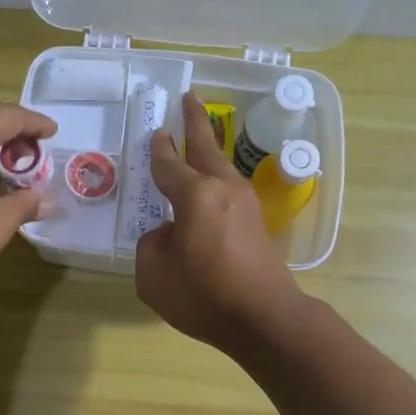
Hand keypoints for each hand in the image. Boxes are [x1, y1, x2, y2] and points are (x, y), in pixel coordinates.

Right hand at [136, 92, 308, 352]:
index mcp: (195, 196)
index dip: (158, 149)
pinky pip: (229, 188)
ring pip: (222, 166)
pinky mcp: (256, 223)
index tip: (155, 131)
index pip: (169, 165)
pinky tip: (209, 187)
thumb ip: (151, 246)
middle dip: (195, 121)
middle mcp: (223, 189)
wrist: (264, 317)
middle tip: (189, 97)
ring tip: (199, 137)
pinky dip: (216, 177)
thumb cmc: (204, 296)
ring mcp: (245, 204)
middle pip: (206, 147)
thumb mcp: (154, 275)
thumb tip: (167, 234)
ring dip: (209, 148)